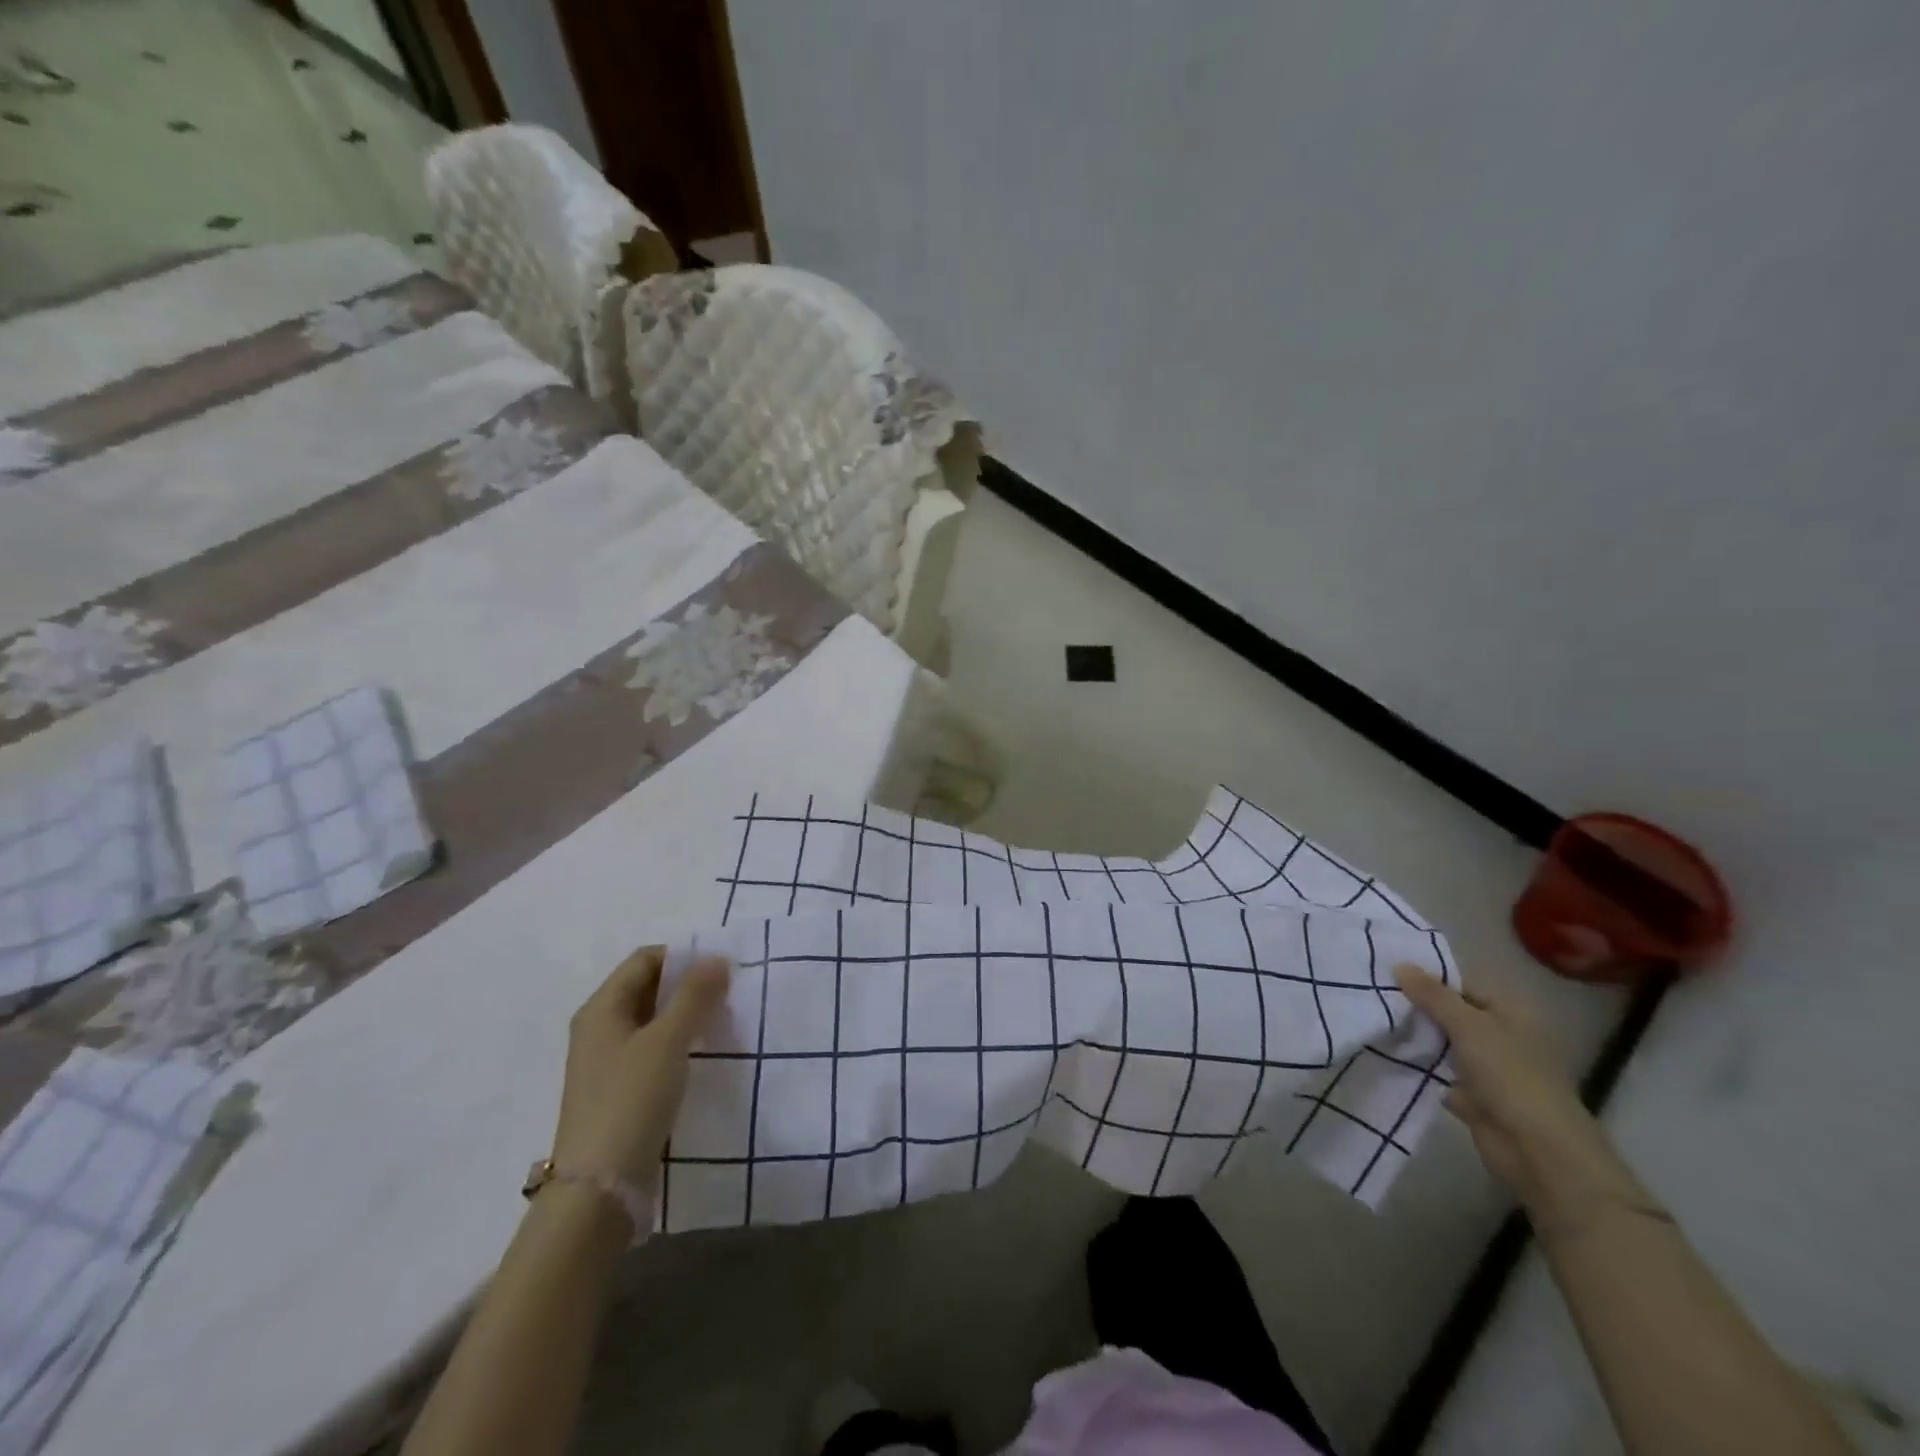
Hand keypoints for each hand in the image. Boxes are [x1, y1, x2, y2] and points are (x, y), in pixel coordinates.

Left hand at [551, 947, 730, 1186]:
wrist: (600, 1189)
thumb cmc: (631, 1100)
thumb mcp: (668, 1040)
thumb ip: (695, 995)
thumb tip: (717, 957)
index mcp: (601, 1008)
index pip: (645, 959)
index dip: (683, 957)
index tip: (722, 970)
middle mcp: (599, 1028)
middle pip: (648, 988)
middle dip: (688, 986)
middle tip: (727, 996)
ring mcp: (607, 1062)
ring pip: (653, 1021)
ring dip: (686, 1016)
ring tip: (721, 1025)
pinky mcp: (619, 1092)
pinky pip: (653, 1051)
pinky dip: (678, 1045)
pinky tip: (702, 1057)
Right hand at [1394, 964, 1648, 1230]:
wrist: (1538, 1151)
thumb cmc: (1510, 1076)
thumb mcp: (1468, 1026)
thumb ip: (1432, 995)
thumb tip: (1399, 964)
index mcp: (1512, 1015)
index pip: (1464, 987)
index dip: (1429, 980)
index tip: (1388, 975)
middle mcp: (1503, 1038)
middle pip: (1454, 1016)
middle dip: (1419, 1010)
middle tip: (1375, 997)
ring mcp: (1491, 1071)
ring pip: (1446, 1046)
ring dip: (1418, 1040)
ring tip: (1375, 1022)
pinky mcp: (1477, 1100)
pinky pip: (1442, 1075)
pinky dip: (1422, 1069)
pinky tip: (1390, 1057)